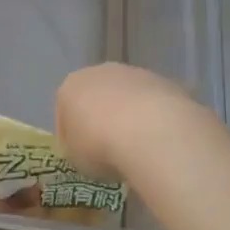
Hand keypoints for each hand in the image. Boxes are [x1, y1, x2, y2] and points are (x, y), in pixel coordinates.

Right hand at [56, 64, 201, 180]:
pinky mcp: (166, 82)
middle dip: (101, 119)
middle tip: (108, 150)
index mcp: (70, 86)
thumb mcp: (75, 158)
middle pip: (97, 97)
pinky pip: (153, 104)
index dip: (70, 137)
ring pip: (127, 98)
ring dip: (129, 117)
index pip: (64, 113)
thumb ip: (77, 148)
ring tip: (138, 148)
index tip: (81, 156)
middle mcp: (100, 72)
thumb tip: (89, 148)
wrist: (150, 132)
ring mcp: (136, 73)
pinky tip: (159, 141)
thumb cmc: (100, 145)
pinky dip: (154, 119)